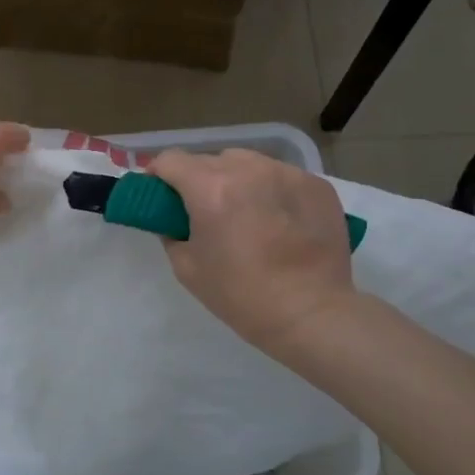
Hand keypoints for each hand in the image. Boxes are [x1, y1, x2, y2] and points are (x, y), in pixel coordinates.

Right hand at [146, 148, 357, 359]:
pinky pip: (280, 176)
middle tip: (202, 210)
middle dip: (198, 180)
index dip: (158, 174)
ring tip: (244, 211)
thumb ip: (172, 233)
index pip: (171, 160)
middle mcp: (248, 170)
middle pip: (209, 159)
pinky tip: (277, 219)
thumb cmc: (241, 295)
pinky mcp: (316, 184)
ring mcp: (287, 173)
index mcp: (210, 189)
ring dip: (235, 179)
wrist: (311, 314)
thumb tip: (175, 220)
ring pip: (247, 162)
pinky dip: (270, 190)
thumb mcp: (187, 268)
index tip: (160, 193)